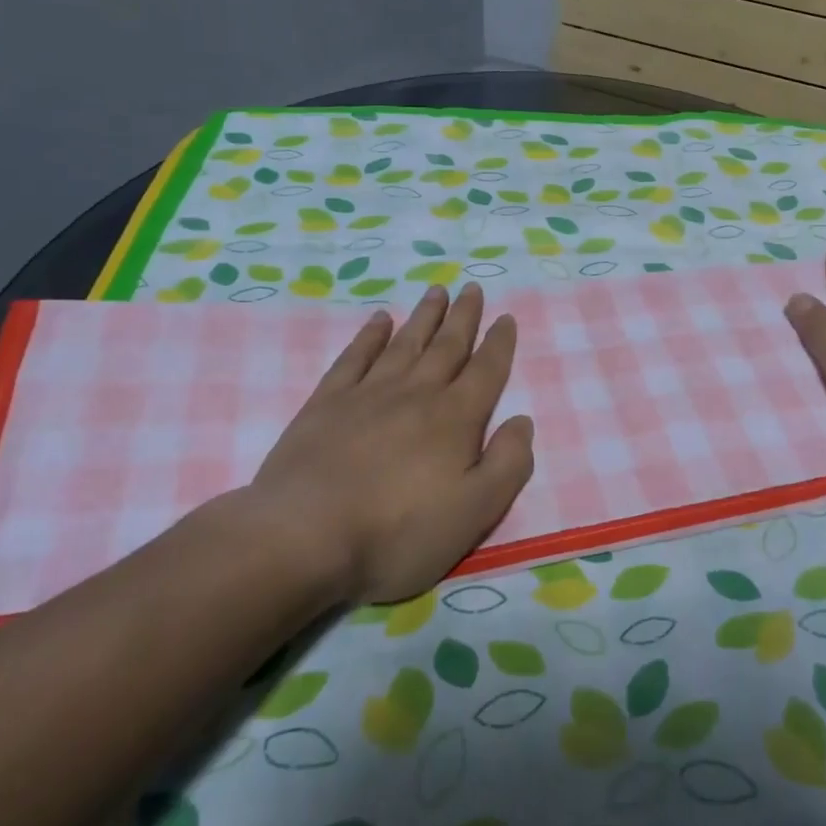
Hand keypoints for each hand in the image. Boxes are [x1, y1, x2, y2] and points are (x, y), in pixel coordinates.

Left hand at [249, 283, 533, 603]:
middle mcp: (416, 394)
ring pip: (405, 343)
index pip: (486, 371)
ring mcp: (368, 394)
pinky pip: (355, 357)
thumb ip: (508, 464)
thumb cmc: (397, 533)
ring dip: (424, 316)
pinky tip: (379, 319)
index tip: (506, 317)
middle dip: (463, 317)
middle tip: (472, 288)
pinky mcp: (326, 403)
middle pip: (446, 346)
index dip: (499, 344)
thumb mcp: (474, 512)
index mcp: (455, 419)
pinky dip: (370, 335)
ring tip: (436, 291)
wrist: (303, 537)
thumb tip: (523, 421)